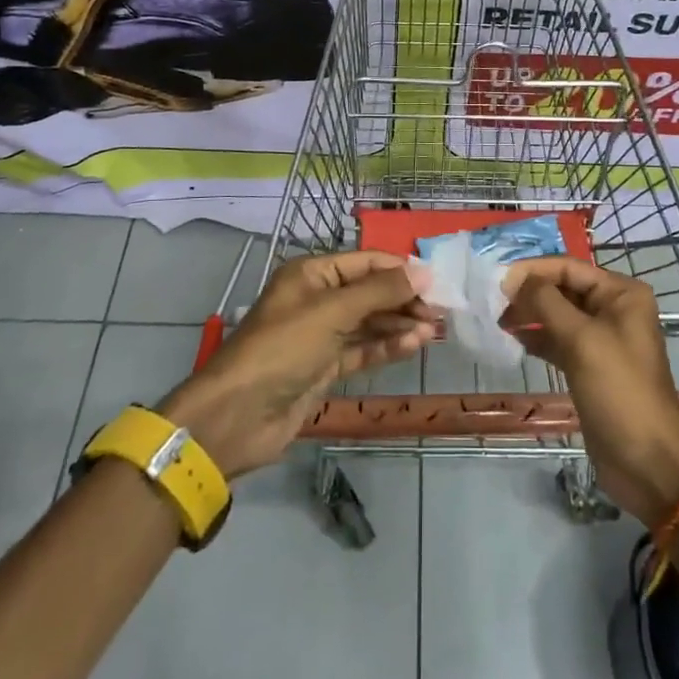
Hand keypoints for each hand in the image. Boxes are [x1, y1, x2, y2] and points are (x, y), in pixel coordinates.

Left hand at [158, 251, 434, 478]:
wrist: (238, 415)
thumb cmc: (283, 348)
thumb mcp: (332, 312)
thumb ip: (380, 291)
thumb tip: (423, 271)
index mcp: (311, 274)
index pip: (365, 262)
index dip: (400, 270)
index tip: (436, 282)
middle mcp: (317, 299)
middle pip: (369, 292)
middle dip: (403, 299)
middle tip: (440, 311)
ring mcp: (321, 335)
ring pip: (369, 322)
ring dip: (400, 324)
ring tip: (434, 330)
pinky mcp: (325, 367)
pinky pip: (363, 350)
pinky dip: (387, 346)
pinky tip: (413, 345)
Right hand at [501, 258, 678, 524]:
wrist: (647, 461)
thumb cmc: (618, 390)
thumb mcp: (581, 339)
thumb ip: (546, 302)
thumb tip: (515, 278)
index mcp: (621, 293)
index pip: (568, 268)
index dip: (532, 271)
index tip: (496, 281)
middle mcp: (614, 309)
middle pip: (563, 289)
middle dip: (529, 293)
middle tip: (492, 303)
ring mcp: (602, 339)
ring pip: (558, 315)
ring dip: (530, 315)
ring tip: (498, 321)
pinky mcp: (590, 366)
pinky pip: (559, 341)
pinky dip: (538, 338)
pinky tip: (514, 340)